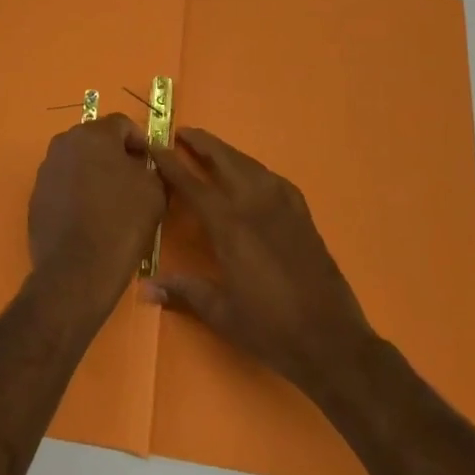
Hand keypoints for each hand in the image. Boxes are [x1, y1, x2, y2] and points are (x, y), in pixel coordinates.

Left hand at [28, 113, 164, 306]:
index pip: (122, 124)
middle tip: (132, 181)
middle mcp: (64, 143)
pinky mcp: (36, 194)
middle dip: (114, 155)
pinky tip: (88, 216)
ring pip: (77, 161)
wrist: (76, 271)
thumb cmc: (121, 224)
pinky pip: (63, 183)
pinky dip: (76, 191)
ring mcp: (46, 169)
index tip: (149, 165)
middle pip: (96, 139)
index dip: (139, 142)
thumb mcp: (154, 192)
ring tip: (109, 201)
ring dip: (93, 172)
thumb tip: (141, 165)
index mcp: (94, 134)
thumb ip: (150, 168)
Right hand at [147, 127, 372, 401]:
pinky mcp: (302, 214)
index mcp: (229, 225)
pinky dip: (255, 169)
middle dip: (201, 143)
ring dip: (227, 152)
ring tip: (211, 149)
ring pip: (249, 164)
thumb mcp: (221, 312)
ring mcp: (282, 205)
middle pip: (224, 160)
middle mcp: (254, 204)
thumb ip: (184, 291)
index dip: (170, 163)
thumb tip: (143, 287)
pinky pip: (273, 179)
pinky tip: (252, 175)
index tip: (154, 144)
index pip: (191, 183)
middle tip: (182, 133)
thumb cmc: (270, 328)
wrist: (331, 340)